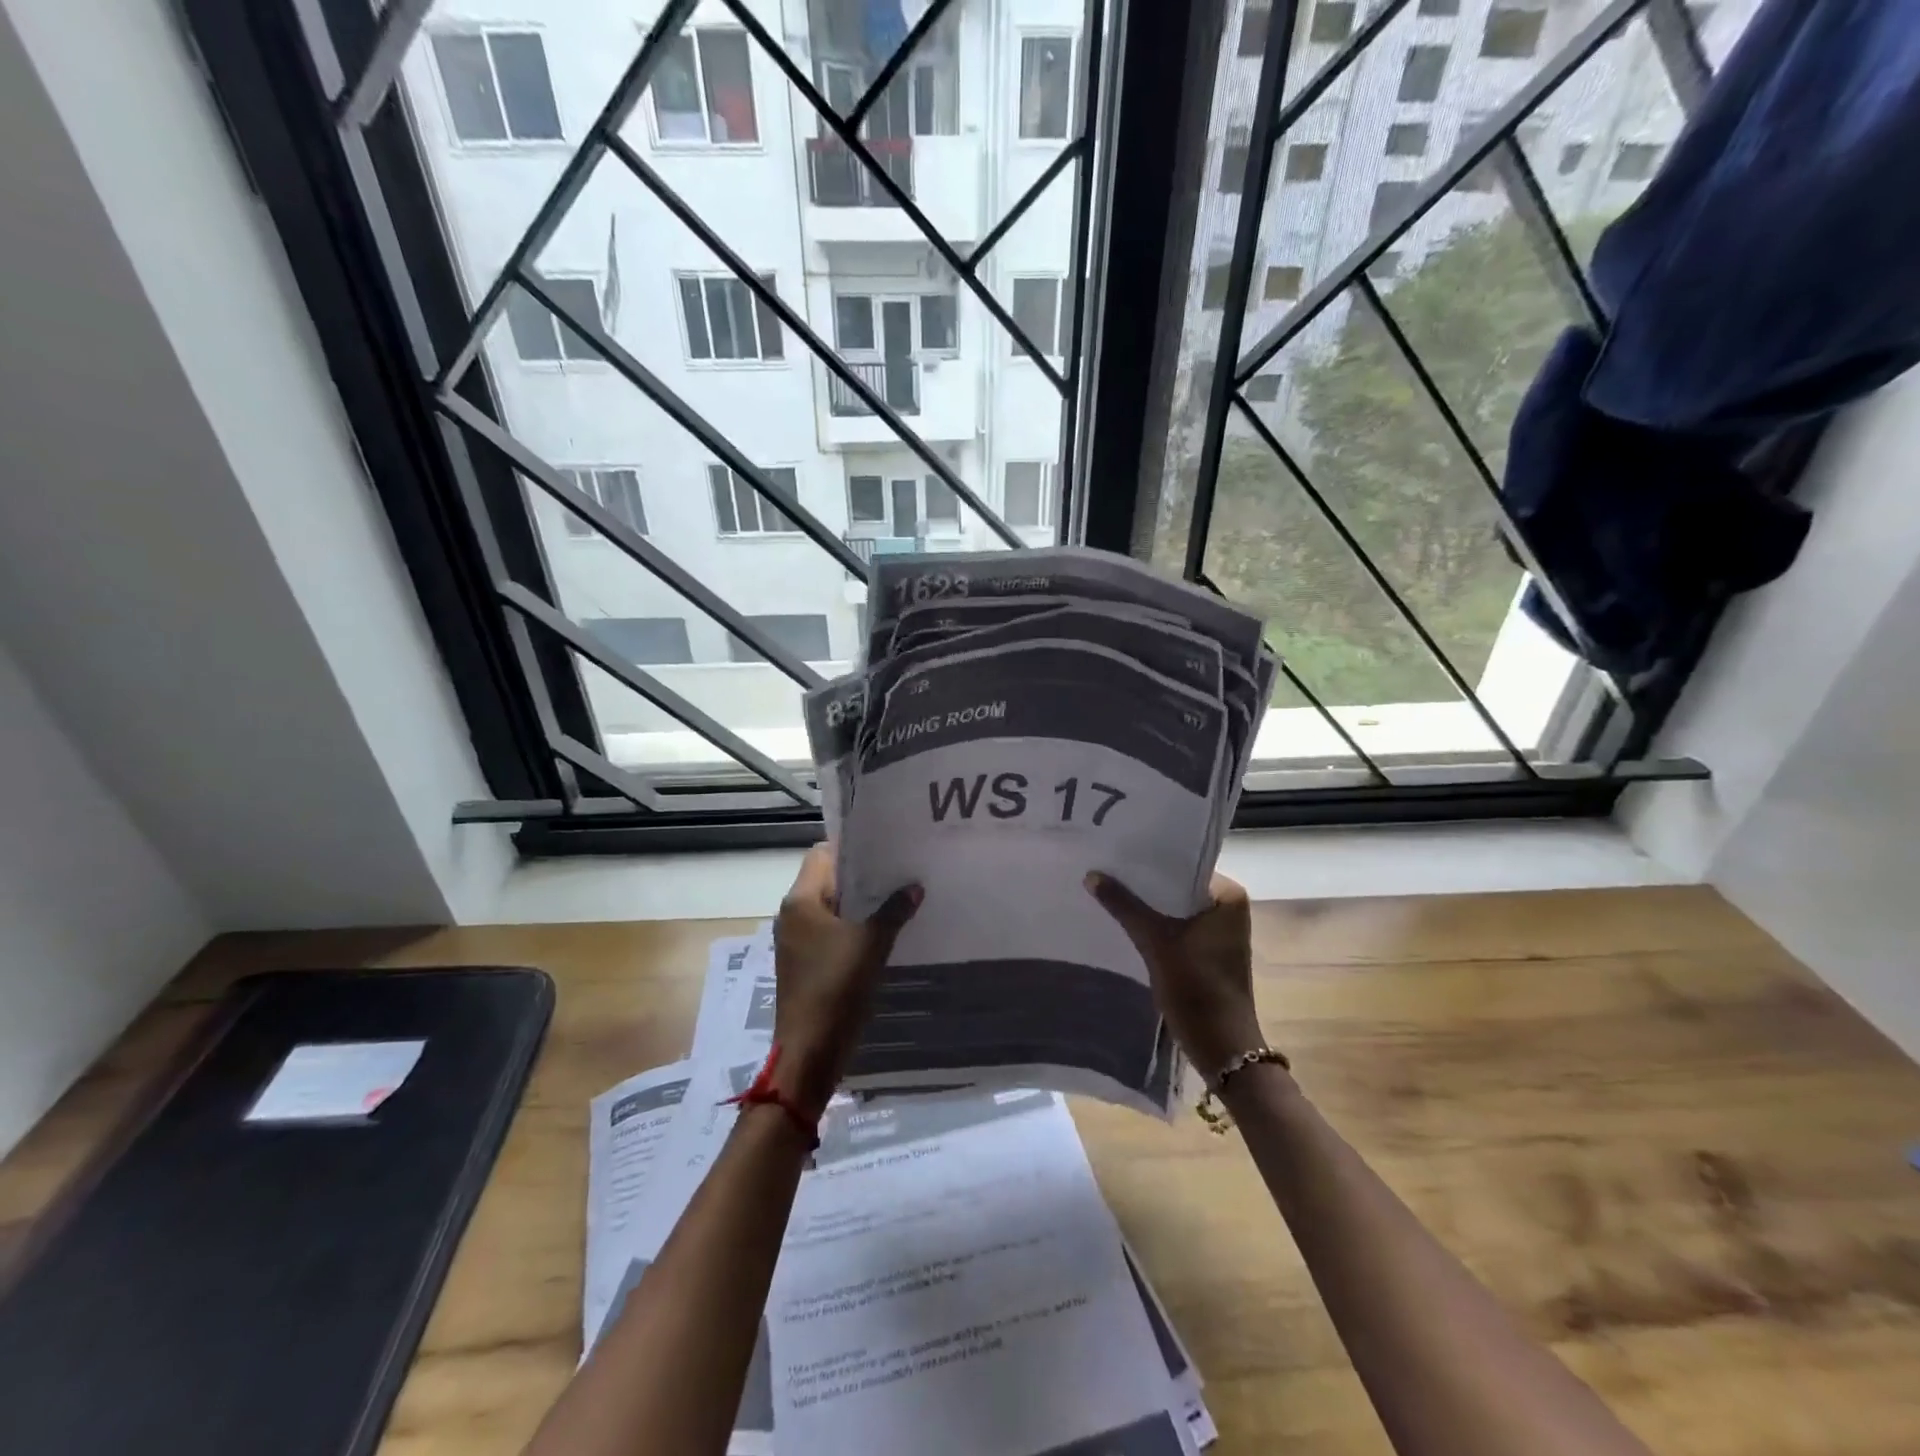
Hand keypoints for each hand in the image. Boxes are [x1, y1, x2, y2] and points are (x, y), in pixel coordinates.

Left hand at [770, 845, 920, 1116]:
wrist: (810, 1052)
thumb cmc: (836, 987)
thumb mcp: (871, 944)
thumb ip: (894, 911)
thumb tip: (914, 888)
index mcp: (801, 901)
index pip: (823, 854)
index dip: (852, 847)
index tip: (885, 846)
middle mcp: (794, 915)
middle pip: (829, 880)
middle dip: (863, 876)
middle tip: (901, 869)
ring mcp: (798, 942)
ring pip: (834, 908)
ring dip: (862, 904)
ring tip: (899, 896)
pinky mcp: (807, 964)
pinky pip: (833, 933)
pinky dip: (856, 928)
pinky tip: (886, 931)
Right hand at [1085, 872, 1262, 1084]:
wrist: (1222, 1047)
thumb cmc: (1196, 987)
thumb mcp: (1155, 941)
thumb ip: (1124, 905)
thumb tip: (1091, 874)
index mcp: (1228, 896)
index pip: (1183, 866)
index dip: (1149, 862)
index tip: (1116, 853)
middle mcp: (1229, 909)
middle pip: (1177, 888)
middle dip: (1144, 884)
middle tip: (1106, 868)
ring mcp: (1220, 933)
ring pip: (1175, 909)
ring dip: (1147, 906)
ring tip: (1109, 890)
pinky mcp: (1208, 954)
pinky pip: (1177, 928)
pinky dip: (1155, 926)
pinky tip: (1125, 921)